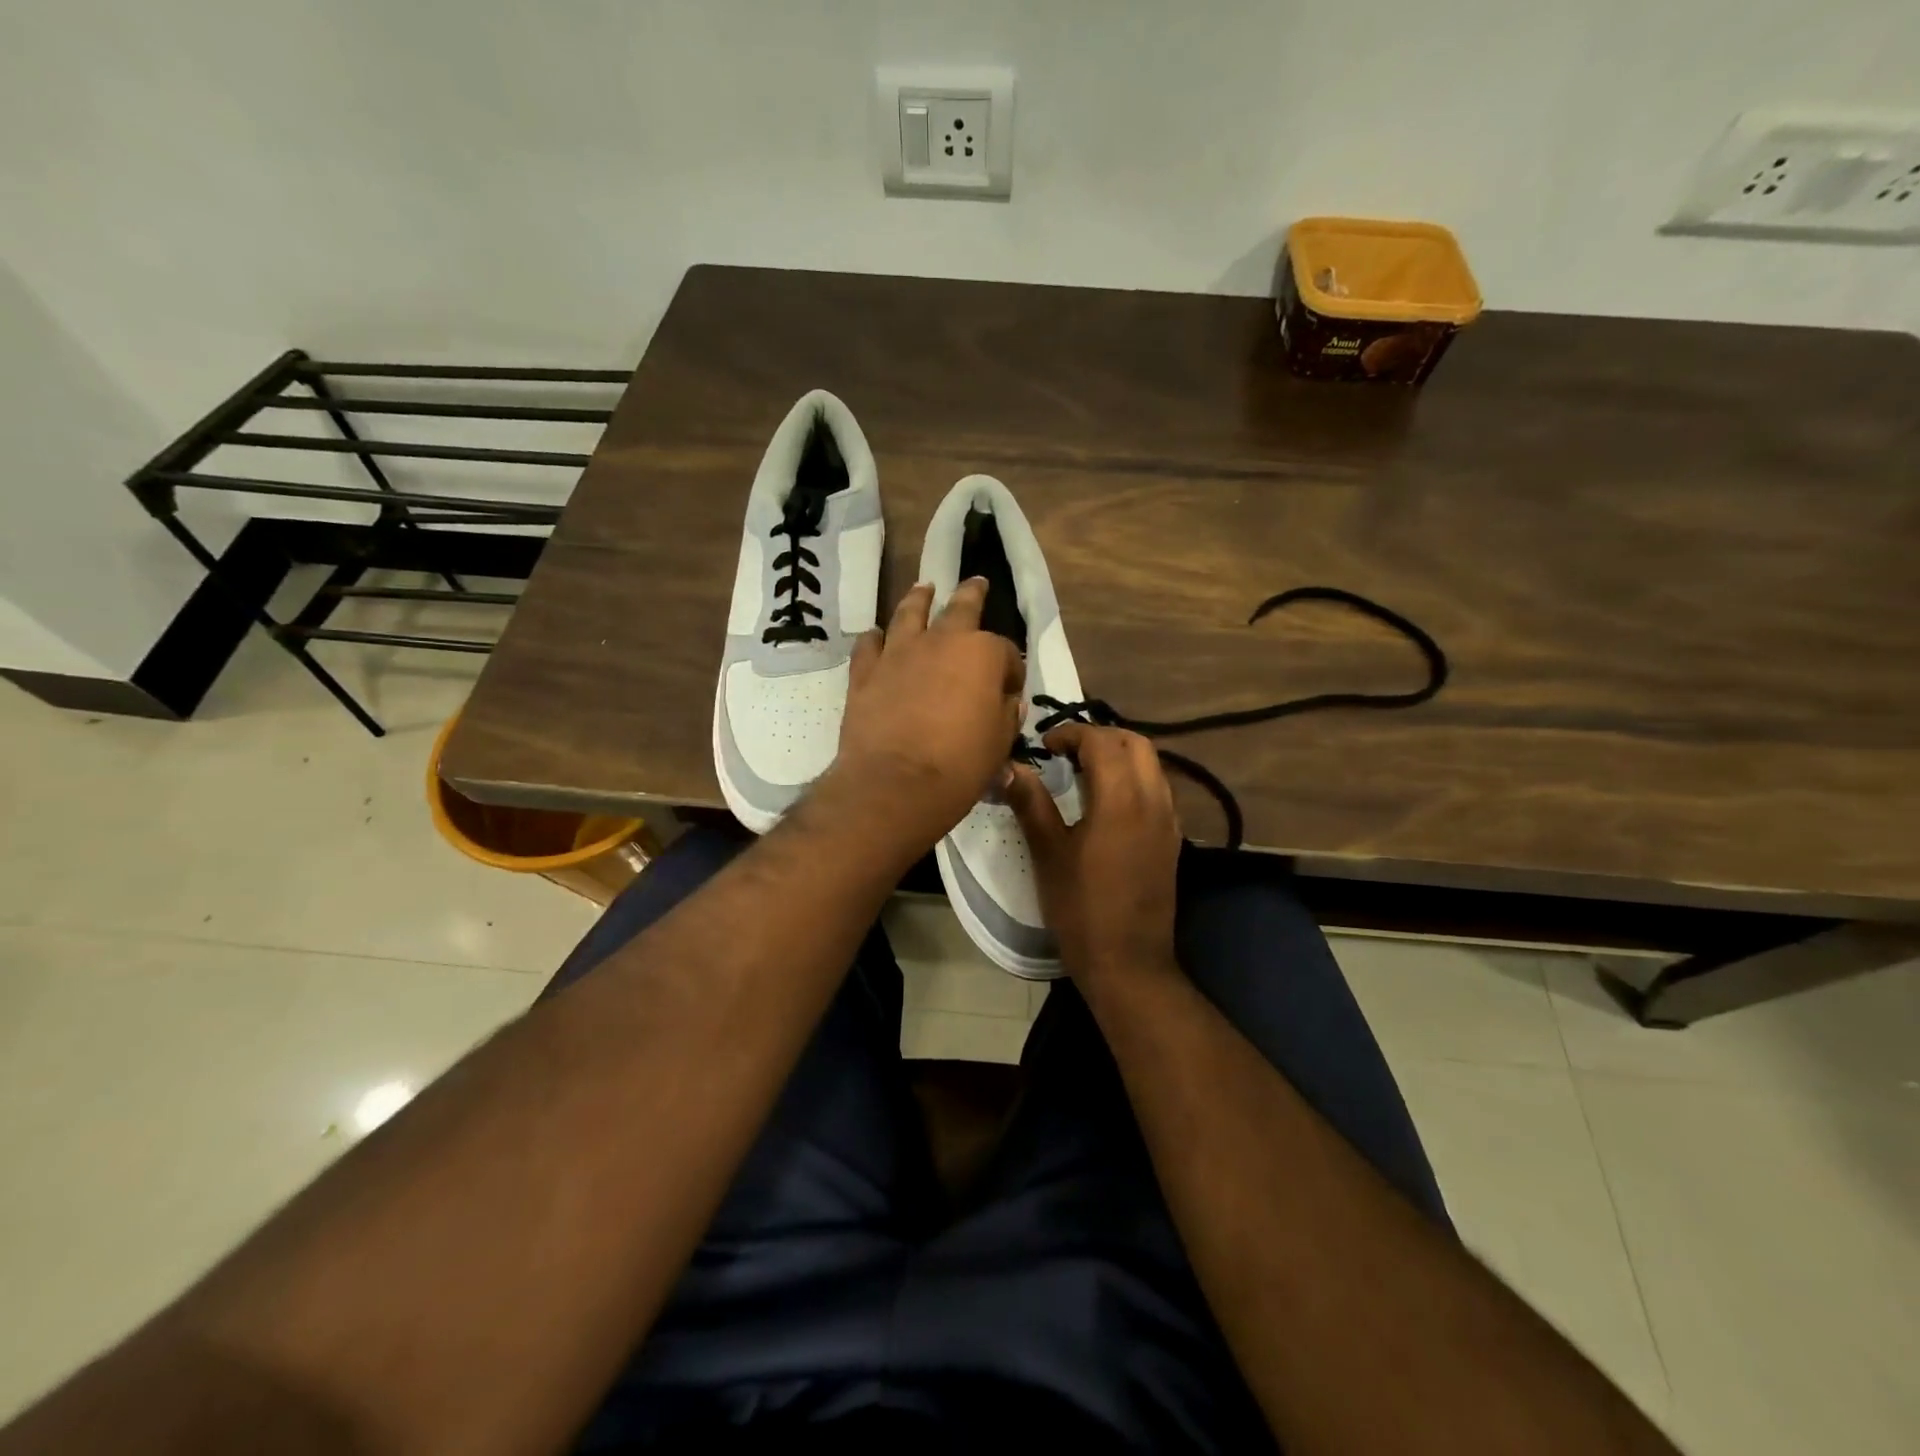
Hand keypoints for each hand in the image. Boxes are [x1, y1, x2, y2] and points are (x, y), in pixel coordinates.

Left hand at [821, 578, 1024, 856]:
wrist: (895, 783)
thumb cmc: (960, 765)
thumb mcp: (999, 743)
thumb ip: (1006, 715)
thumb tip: (1007, 701)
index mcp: (983, 654)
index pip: (1006, 653)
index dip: (1011, 672)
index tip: (1010, 691)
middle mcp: (941, 641)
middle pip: (960, 608)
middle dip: (972, 594)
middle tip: (976, 582)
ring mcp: (899, 652)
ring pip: (909, 613)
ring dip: (919, 598)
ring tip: (924, 588)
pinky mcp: (866, 672)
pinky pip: (869, 644)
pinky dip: (875, 638)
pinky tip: (876, 636)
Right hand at [1005, 722, 1181, 984]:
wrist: (1129, 964)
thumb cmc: (1081, 909)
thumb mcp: (1048, 854)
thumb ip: (1032, 804)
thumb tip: (1011, 767)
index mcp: (1121, 800)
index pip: (1102, 742)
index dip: (1072, 733)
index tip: (1045, 745)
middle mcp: (1153, 801)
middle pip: (1135, 743)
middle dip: (1100, 737)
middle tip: (1065, 752)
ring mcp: (1168, 821)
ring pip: (1151, 764)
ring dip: (1119, 755)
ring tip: (1083, 771)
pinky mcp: (1172, 840)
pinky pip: (1157, 789)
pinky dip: (1133, 778)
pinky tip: (1106, 802)